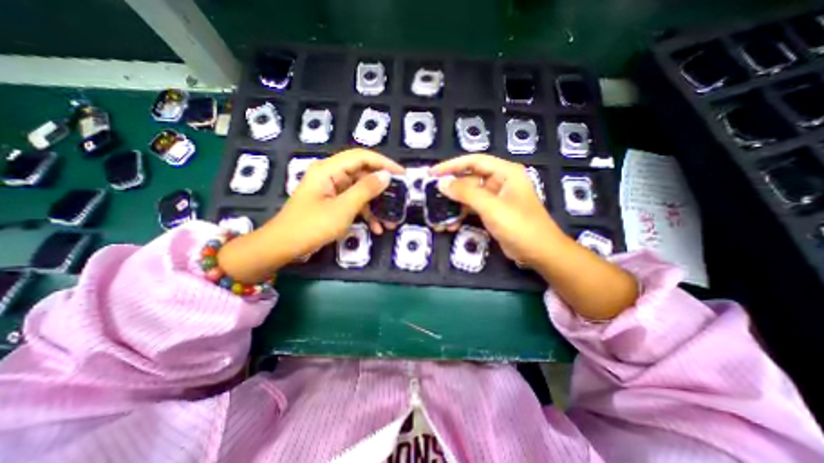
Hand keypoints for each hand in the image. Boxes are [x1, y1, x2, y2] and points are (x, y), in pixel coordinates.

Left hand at [216, 148, 402, 281]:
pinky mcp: (332, 202)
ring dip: (376, 205)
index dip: (384, 163)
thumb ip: (366, 190)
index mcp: (329, 169)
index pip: (362, 157)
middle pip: (363, 174)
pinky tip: (376, 228)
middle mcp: (331, 175)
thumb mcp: (343, 208)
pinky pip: (353, 202)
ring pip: (360, 191)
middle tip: (399, 198)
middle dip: (382, 189)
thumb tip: (386, 176)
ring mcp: (331, 189)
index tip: (402, 174)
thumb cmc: (312, 226)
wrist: (283, 246)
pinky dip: (365, 213)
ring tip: (390, 221)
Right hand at [433, 153, 639, 318]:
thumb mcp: (491, 207)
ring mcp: (496, 198)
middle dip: (451, 189)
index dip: (451, 165)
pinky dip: (462, 214)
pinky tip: (451, 224)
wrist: (539, 253)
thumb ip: (466, 193)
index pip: (474, 161)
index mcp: (505, 172)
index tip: (432, 173)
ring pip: (470, 195)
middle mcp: (500, 181)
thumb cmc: (519, 226)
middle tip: (432, 195)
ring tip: (439, 214)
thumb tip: (442, 183)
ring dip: (455, 205)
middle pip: (470, 179)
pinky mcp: (493, 212)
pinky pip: (473, 208)